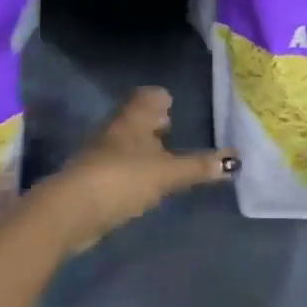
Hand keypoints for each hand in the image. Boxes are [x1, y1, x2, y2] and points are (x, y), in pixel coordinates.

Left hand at [38, 87, 235, 253]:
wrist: (71, 210)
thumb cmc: (122, 178)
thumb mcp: (167, 173)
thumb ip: (199, 167)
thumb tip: (235, 160)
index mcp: (133, 118)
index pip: (148, 95)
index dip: (160, 97)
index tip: (172, 103)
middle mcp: (115, 130)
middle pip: (135, 117)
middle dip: (152, 121)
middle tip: (170, 127)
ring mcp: (100, 154)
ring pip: (125, 141)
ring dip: (141, 146)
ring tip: (161, 156)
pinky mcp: (92, 180)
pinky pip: (117, 165)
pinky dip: (131, 168)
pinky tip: (142, 183)